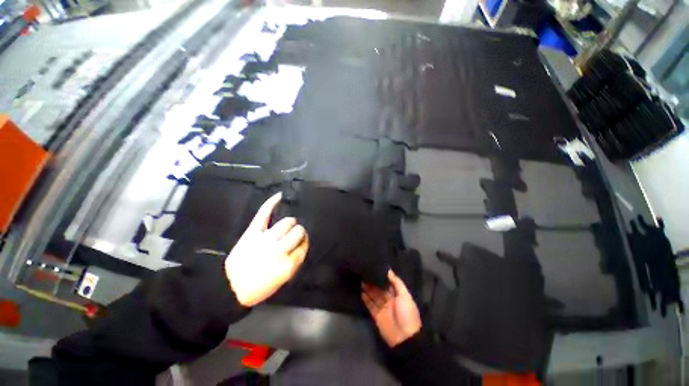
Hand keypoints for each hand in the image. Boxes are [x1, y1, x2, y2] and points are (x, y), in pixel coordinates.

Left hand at [225, 192, 308, 306]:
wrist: (231, 287)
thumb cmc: (260, 286)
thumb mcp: (284, 279)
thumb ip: (296, 260)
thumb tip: (303, 242)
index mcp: (288, 265)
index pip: (304, 246)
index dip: (304, 243)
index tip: (302, 243)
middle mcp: (278, 250)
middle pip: (298, 232)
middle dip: (299, 232)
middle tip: (294, 235)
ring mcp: (265, 239)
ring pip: (287, 222)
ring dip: (291, 223)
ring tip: (289, 225)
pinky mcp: (252, 233)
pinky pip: (264, 214)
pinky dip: (272, 203)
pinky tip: (280, 196)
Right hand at [362, 270, 421, 346]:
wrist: (404, 338)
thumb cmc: (406, 314)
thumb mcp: (405, 296)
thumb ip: (396, 283)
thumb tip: (388, 270)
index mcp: (398, 295)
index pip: (388, 283)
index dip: (381, 276)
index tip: (374, 268)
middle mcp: (390, 300)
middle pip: (379, 289)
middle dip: (373, 282)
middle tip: (364, 272)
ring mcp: (383, 308)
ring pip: (374, 296)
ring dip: (368, 289)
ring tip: (360, 279)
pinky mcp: (376, 316)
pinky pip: (370, 305)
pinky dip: (365, 299)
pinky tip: (360, 291)